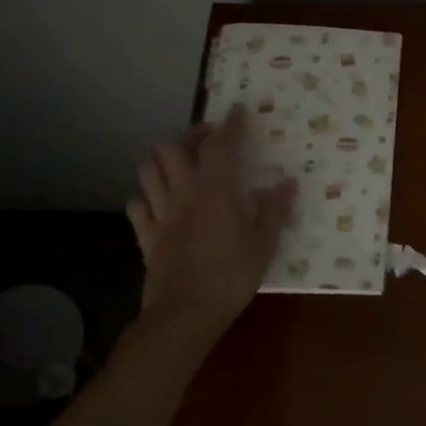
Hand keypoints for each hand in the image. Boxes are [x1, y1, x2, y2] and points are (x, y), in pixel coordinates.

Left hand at [125, 105, 296, 339]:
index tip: (237, 111)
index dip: (230, 125)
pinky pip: (137, 206)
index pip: (221, 146)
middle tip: (208, 141)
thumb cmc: (232, 276)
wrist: (185, 314)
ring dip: (163, 162)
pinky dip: (147, 198)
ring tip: (181, 166)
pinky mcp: (145, 236)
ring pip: (148, 171)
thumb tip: (288, 182)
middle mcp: (183, 194)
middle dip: (188, 137)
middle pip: (171, 148)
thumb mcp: (265, 244)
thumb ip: (274, 210)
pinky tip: (160, 204)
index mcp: (216, 192)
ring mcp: (160, 214)